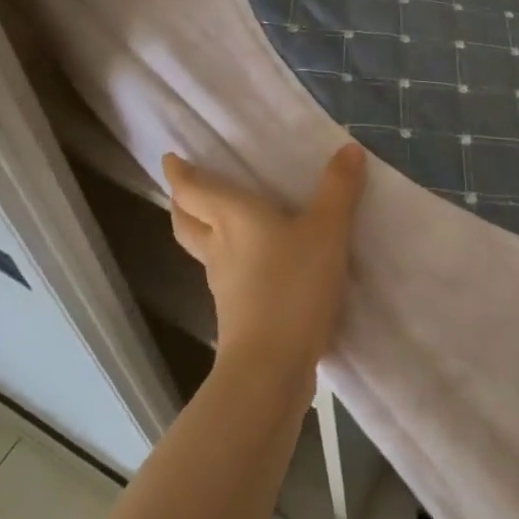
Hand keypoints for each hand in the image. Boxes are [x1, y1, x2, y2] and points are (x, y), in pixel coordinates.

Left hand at [162, 142, 365, 389]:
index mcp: (233, 217)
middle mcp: (220, 247)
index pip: (193, 190)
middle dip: (183, 203)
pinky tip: (256, 264)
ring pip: (203, 249)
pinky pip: (226, 275)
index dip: (179, 173)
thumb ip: (338, 189)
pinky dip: (231, 261)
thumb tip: (348, 148)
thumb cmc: (292, 286)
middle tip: (186, 189)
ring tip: (223, 220)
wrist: (270, 370)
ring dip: (205, 231)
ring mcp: (224, 284)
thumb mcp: (326, 231)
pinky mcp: (236, 315)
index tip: (170, 159)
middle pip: (186, 221)